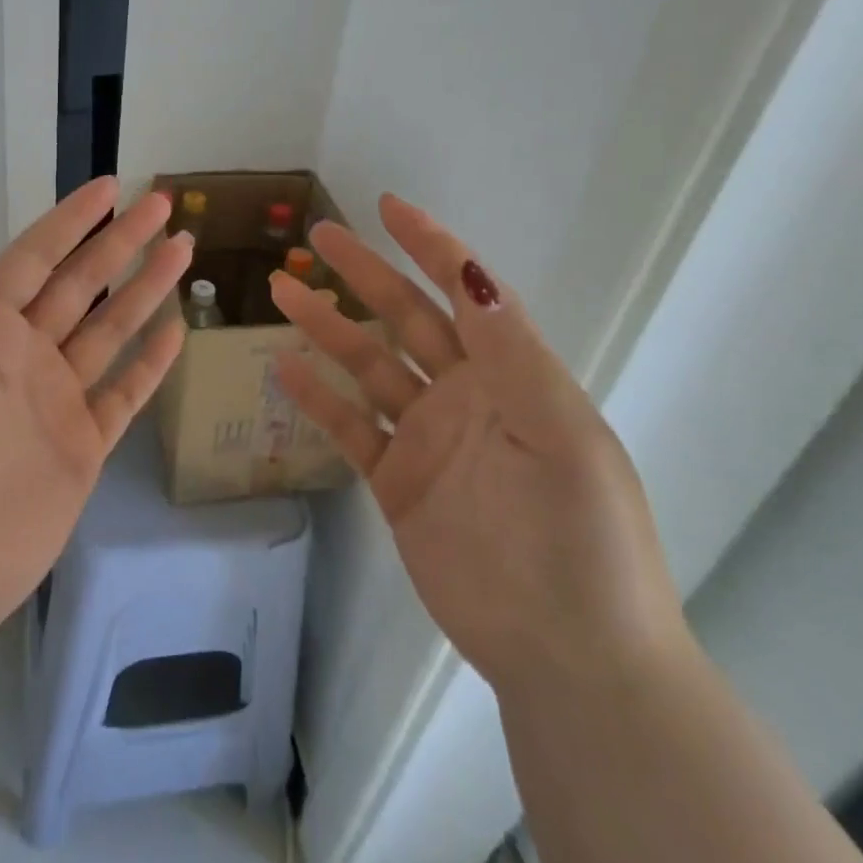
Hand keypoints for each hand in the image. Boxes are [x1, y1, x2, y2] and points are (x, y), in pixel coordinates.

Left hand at [0, 178, 191, 640]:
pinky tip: (176, 331)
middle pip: (82, 285)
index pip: (35, 259)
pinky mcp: (82, 446)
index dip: (71, 221)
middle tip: (163, 205)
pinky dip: (150, 363)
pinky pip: (123, 393)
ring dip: (145, 290)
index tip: (110, 187)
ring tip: (182, 251)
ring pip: (111, 331)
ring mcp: (56, 400)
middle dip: (122, 243)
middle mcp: (23, 357)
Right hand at [272, 194, 688, 695]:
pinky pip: (350, 427)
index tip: (389, 208)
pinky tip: (285, 367)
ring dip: (327, 327)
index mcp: (511, 375)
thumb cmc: (579, 537)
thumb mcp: (560, 434)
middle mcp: (465, 395)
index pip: (466, 292)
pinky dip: (318, 397)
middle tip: (318, 237)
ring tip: (283, 291)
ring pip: (368, 366)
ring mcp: (427, 437)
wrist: (569, 654)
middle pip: (404, 318)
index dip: (431, 246)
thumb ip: (510, 353)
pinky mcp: (398, 481)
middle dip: (364, 273)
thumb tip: (472, 272)